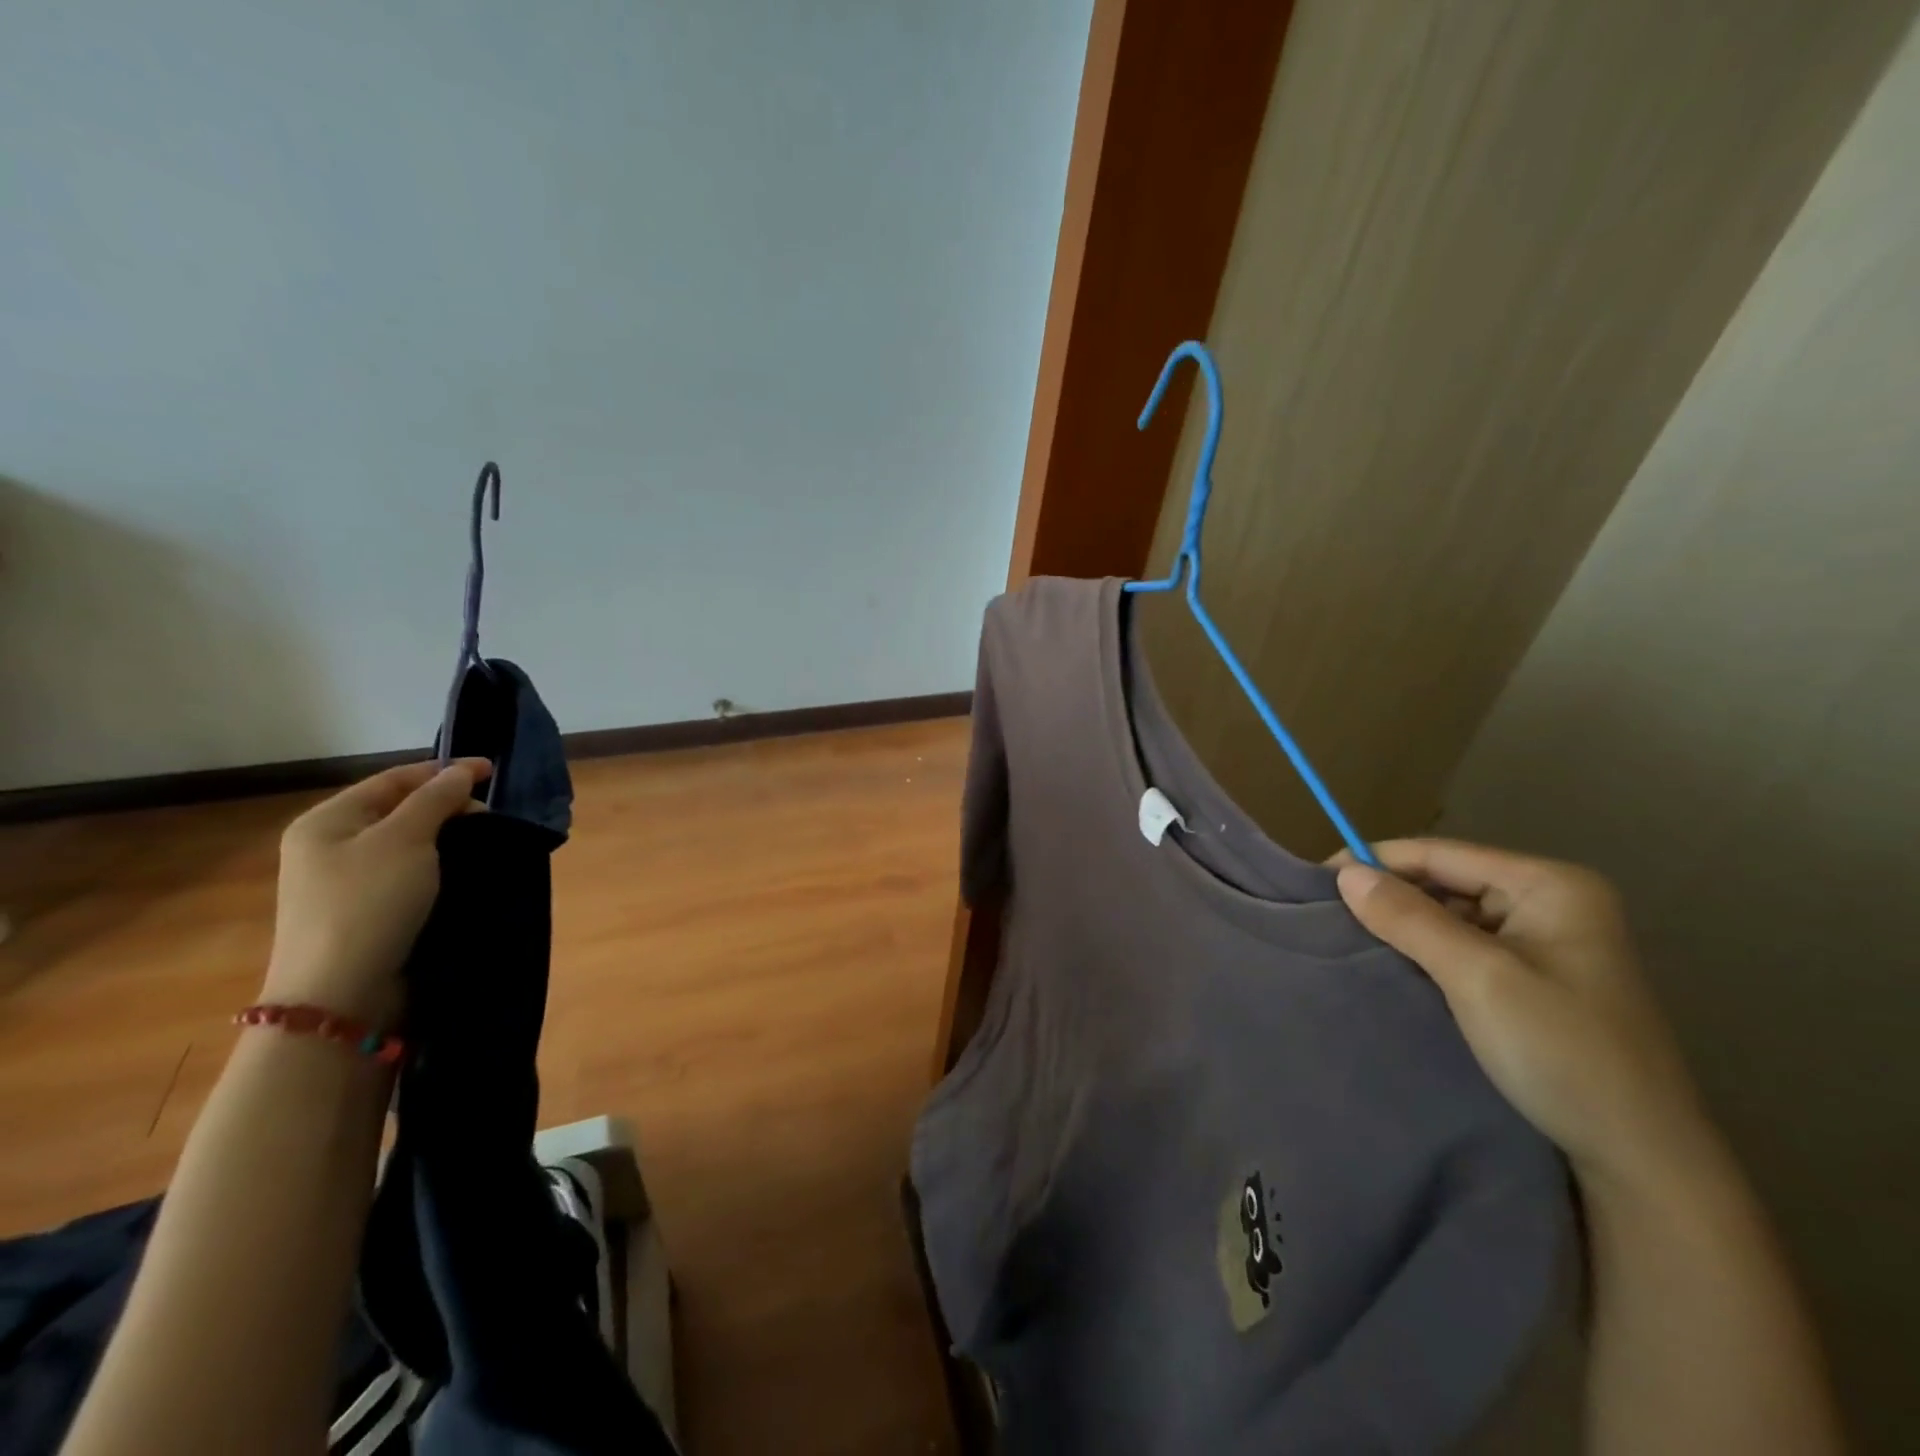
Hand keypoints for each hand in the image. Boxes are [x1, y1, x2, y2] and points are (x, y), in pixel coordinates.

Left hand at [260, 759, 490, 1026]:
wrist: (341, 992)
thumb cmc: (369, 903)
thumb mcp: (405, 839)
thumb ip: (435, 800)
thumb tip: (461, 773)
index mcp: (327, 820)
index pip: (394, 779)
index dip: (444, 771)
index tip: (493, 771)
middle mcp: (330, 846)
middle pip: (400, 810)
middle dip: (449, 806)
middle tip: (492, 816)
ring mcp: (346, 883)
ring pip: (409, 844)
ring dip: (448, 838)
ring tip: (486, 842)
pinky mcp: (366, 913)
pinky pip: (410, 874)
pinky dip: (440, 866)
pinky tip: (465, 872)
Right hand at [1335, 839, 1718, 1196]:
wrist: (1641, 1160)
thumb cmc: (1562, 1053)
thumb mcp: (1477, 977)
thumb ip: (1409, 918)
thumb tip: (1345, 873)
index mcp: (1550, 886)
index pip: (1442, 854)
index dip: (1377, 861)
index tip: (1317, 880)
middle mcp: (1551, 902)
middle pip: (1447, 880)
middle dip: (1390, 895)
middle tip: (1327, 914)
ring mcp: (1546, 942)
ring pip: (1451, 915)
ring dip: (1404, 925)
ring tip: (1348, 937)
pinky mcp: (1535, 979)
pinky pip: (1464, 947)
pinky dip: (1425, 952)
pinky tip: (1391, 965)